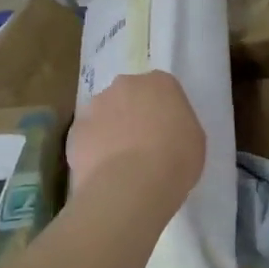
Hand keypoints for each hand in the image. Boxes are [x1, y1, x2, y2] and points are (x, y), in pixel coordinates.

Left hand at [66, 71, 204, 204]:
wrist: (131, 185)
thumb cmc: (175, 159)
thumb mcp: (194, 140)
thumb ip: (178, 125)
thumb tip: (164, 131)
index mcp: (160, 82)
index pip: (162, 89)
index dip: (163, 112)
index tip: (167, 133)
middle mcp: (125, 85)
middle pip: (129, 96)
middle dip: (133, 115)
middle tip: (143, 145)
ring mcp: (95, 106)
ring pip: (104, 115)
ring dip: (110, 130)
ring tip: (120, 164)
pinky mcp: (75, 131)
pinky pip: (87, 138)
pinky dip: (93, 150)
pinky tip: (103, 173)